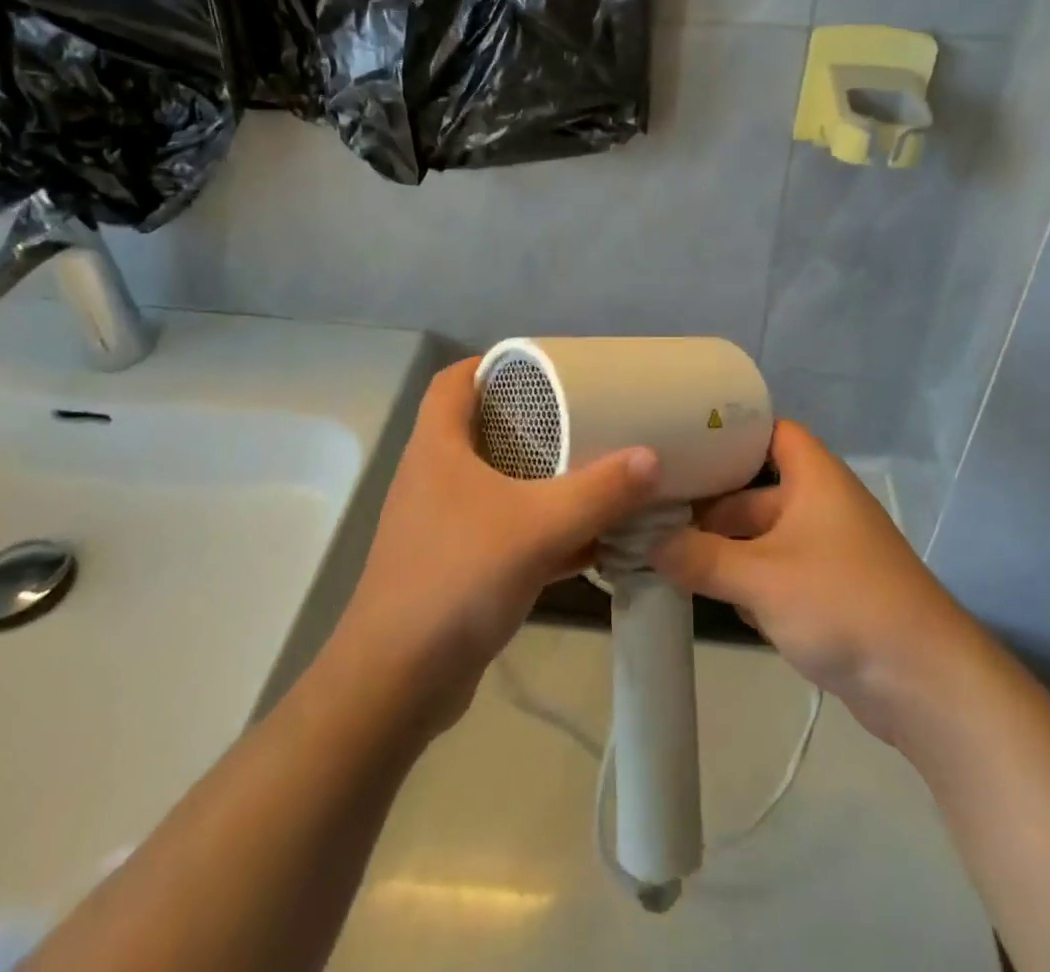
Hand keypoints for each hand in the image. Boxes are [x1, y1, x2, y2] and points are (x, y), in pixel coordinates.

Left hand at [327, 359, 660, 738]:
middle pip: (482, 428)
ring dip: (540, 477)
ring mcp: (442, 523)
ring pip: (496, 482)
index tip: (544, 367)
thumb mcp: (538, 527)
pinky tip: (588, 541)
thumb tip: (652, 457)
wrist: (397, 683)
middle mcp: (434, 476)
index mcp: (438, 447)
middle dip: (532, 420)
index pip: (454, 380)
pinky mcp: (455, 565)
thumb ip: (599, 492)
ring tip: (594, 469)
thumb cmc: (458, 579)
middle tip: (583, 414)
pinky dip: (541, 528)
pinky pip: (504, 530)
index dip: (493, 364)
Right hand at [650, 420, 971, 743]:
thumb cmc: (843, 603)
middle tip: (652, 509)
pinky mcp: (825, 595)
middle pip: (754, 491)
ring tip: (663, 551)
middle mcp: (819, 506)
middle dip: (709, 505)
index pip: (770, 432)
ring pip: (760, 537)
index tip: (681, 441)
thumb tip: (648, 544)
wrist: (925, 685)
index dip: (730, 432)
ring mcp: (823, 553)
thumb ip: (700, 558)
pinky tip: (702, 595)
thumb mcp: (762, 577)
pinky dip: (743, 582)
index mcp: (814, 479)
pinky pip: (773, 574)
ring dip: (721, 548)